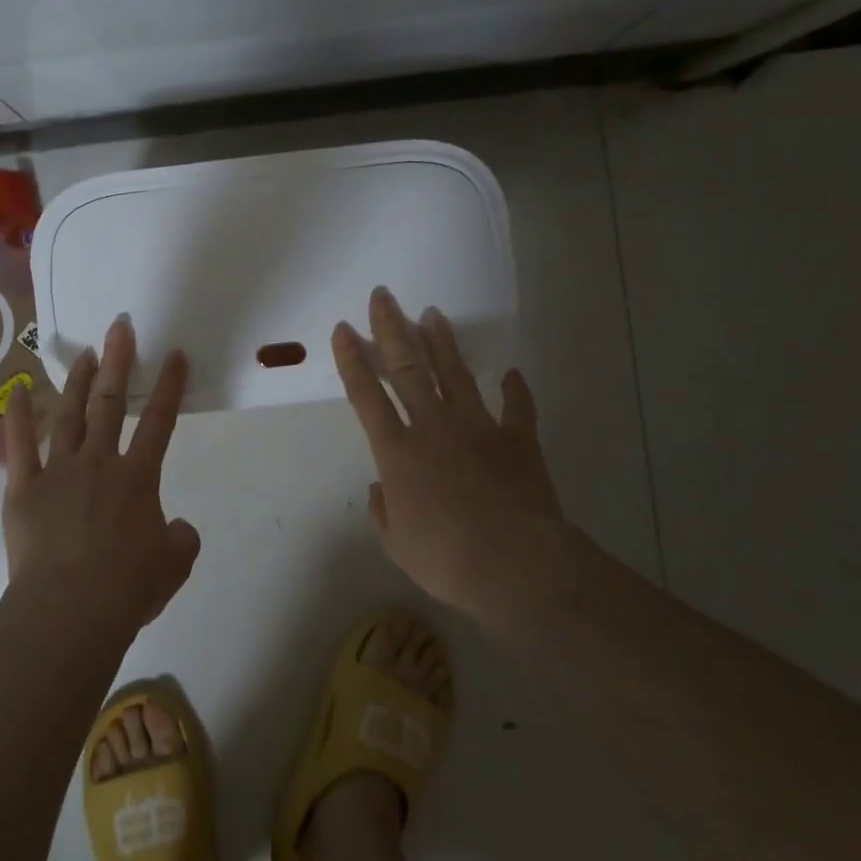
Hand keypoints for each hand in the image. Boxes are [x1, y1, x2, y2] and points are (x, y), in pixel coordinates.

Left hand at [2, 317, 200, 634]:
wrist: (69, 611)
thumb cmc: (126, 588)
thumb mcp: (174, 564)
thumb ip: (181, 537)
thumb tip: (176, 527)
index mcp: (137, 477)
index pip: (160, 421)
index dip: (170, 386)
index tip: (175, 354)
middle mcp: (99, 462)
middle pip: (111, 402)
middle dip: (119, 361)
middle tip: (120, 327)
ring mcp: (58, 470)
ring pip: (70, 414)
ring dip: (79, 381)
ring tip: (85, 353)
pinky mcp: (24, 488)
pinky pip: (19, 445)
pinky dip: (18, 416)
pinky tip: (16, 390)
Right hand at [332, 286, 566, 617]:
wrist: (516, 566)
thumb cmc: (446, 558)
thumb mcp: (397, 544)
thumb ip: (384, 511)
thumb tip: (379, 489)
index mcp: (397, 451)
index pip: (366, 395)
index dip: (351, 360)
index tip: (344, 329)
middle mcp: (432, 427)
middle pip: (407, 367)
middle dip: (391, 328)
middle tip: (384, 295)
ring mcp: (477, 428)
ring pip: (455, 374)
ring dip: (442, 343)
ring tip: (432, 314)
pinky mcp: (517, 440)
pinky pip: (517, 408)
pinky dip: (515, 390)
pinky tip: (512, 373)